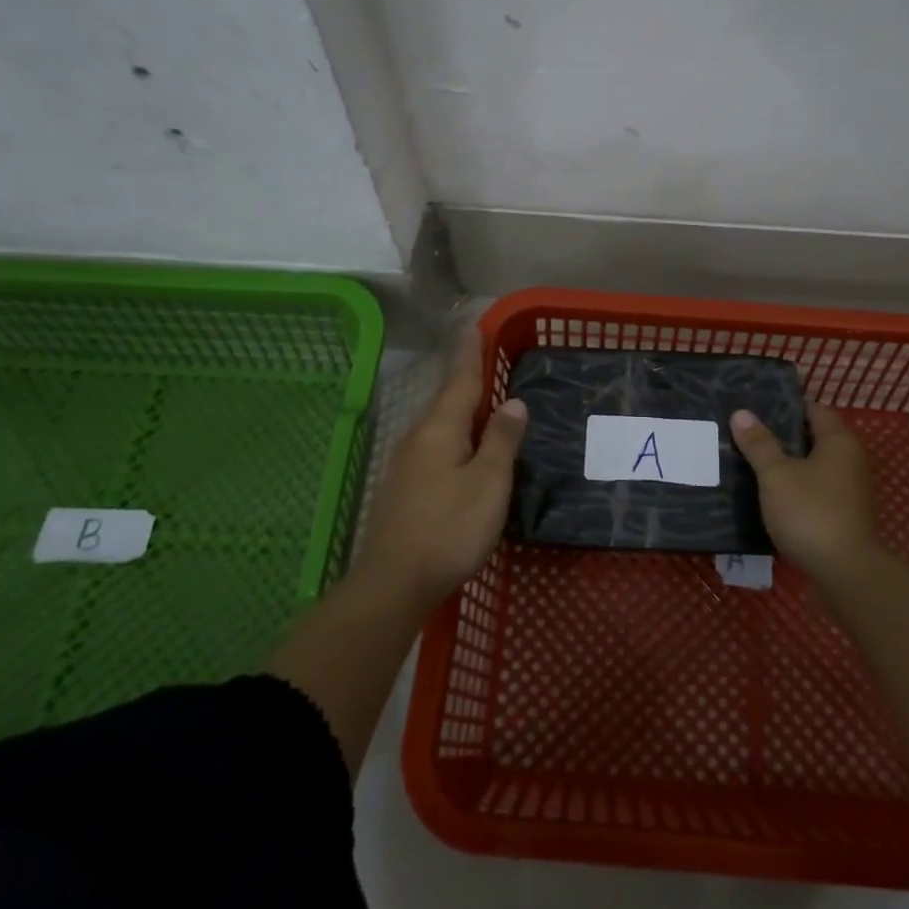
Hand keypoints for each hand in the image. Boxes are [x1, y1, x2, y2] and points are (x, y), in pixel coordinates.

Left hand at [357, 330, 526, 609]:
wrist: (394, 582)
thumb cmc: (450, 528)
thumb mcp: (488, 483)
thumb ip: (501, 441)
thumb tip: (513, 402)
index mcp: (440, 429)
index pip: (460, 381)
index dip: (470, 354)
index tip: (475, 326)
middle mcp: (418, 438)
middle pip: (446, 399)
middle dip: (464, 377)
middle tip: (483, 357)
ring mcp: (406, 464)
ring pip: (438, 424)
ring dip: (458, 407)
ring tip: (479, 398)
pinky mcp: (403, 488)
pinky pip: (434, 445)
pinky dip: (453, 434)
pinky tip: (461, 446)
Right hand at [730, 402, 881, 584]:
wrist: (845, 573)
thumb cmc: (810, 512)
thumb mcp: (776, 475)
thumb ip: (759, 444)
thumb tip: (742, 413)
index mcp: (838, 441)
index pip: (812, 410)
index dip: (784, 407)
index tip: (754, 408)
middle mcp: (849, 460)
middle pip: (812, 438)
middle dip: (780, 436)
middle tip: (744, 434)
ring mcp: (848, 490)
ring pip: (812, 467)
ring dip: (785, 465)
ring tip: (748, 462)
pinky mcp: (842, 515)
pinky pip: (813, 491)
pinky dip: (793, 489)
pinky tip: (766, 495)